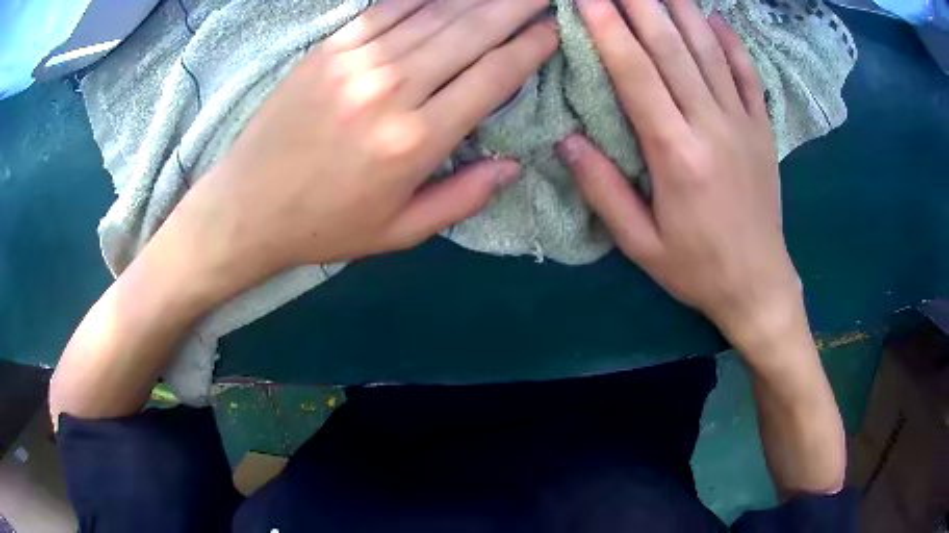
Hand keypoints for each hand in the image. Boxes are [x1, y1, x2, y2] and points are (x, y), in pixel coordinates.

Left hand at [172, 0, 557, 300]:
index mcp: (416, 141)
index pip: (492, 77)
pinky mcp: (330, 49)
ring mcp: (358, 62)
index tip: (554, 29)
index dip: (530, 48)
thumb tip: (514, 165)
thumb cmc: (324, 225)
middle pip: (472, 32)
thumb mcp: (400, 232)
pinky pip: (388, 8)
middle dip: (516, 6)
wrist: (246, 208)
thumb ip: (463, 198)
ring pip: (435, 13)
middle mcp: (393, 90)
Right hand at [559, 0, 800, 355]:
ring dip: (682, 10)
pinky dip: (732, 42)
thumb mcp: (640, 244)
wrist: (758, 284)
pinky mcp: (763, 130)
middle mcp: (712, 127)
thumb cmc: (696, 269)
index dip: (610, 31)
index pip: (638, 75)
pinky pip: (749, 75)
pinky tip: (714, 17)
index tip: (589, 0)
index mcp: (677, 155)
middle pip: (673, 50)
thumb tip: (567, 140)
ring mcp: (743, 124)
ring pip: (710, 52)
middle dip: (640, 5)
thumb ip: (603, 191)